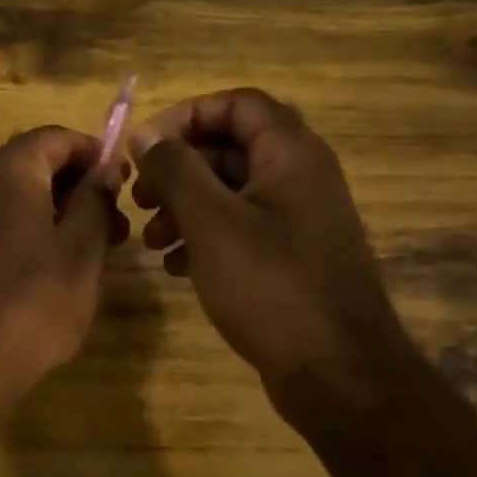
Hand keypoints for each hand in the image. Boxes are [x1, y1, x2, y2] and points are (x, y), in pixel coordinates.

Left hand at [0, 126, 129, 408]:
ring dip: (54, 211)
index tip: (123, 181)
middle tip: (115, 224)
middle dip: (76, 186)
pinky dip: (26, 230)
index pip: (55, 137)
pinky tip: (49, 268)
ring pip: (13, 197)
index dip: (94, 152)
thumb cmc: (33, 303)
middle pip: (32, 164)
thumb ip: (96, 199)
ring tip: (90, 252)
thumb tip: (104, 167)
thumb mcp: (82, 250)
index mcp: (7, 171)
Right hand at [129, 89, 414, 424]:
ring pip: (230, 192)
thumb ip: (176, 170)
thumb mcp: (212, 222)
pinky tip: (176, 267)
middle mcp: (299, 177)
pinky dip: (204, 238)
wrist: (337, 372)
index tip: (144, 147)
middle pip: (229, 148)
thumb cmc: (271, 286)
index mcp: (290, 154)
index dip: (186, 115)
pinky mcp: (291, 257)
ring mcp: (297, 220)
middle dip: (177, 169)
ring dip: (184, 207)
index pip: (236, 104)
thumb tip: (146, 135)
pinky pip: (240, 229)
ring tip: (152, 241)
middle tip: (139, 198)